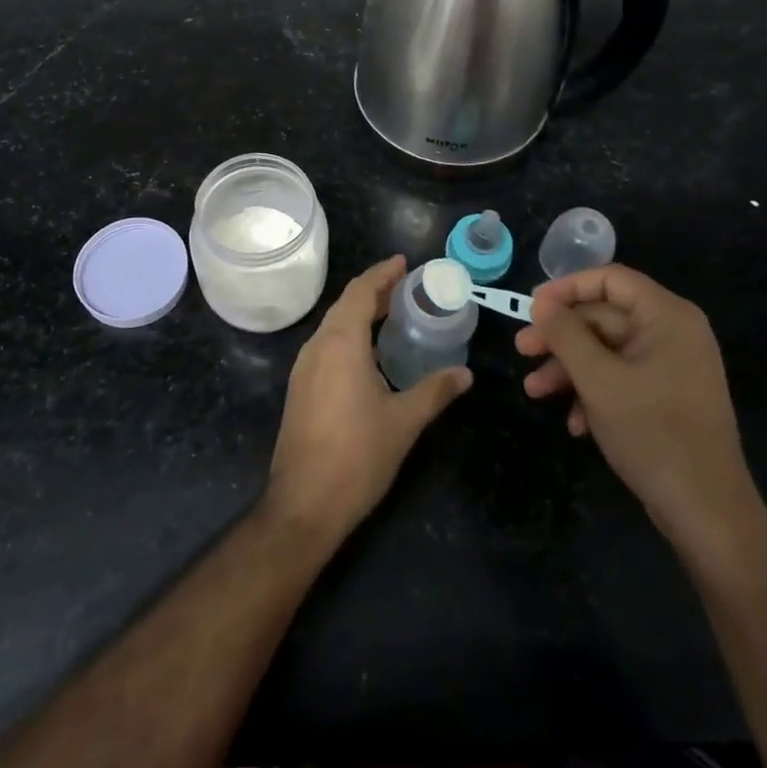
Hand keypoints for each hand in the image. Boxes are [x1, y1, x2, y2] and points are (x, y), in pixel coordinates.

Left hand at [266, 255, 471, 544]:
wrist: (303, 504)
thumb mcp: (404, 422)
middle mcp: (317, 346)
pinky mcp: (300, 389)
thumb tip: (466, 373)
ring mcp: (304, 368)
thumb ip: (435, 391)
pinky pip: (326, 345)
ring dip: (360, 313)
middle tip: (407, 288)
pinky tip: (369, 354)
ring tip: (392, 315)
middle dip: (374, 291)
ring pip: (333, 325)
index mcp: (340, 343)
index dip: (382, 273)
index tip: (404, 262)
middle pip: (345, 304)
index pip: (361, 292)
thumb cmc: (357, 456)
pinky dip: (349, 335)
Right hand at [517, 264, 762, 562]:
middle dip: (561, 337)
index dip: (567, 288)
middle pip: (604, 317)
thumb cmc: (653, 433)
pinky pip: (622, 377)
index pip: (610, 279)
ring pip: (607, 350)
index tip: (532, 308)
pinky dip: (594, 393)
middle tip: (522, 351)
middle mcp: (673, 333)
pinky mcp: (667, 396)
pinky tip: (574, 423)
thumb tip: (541, 303)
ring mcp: (672, 366)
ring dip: (569, 368)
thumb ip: (565, 334)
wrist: (707, 513)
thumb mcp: (598, 380)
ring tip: (535, 391)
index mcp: (667, 316)